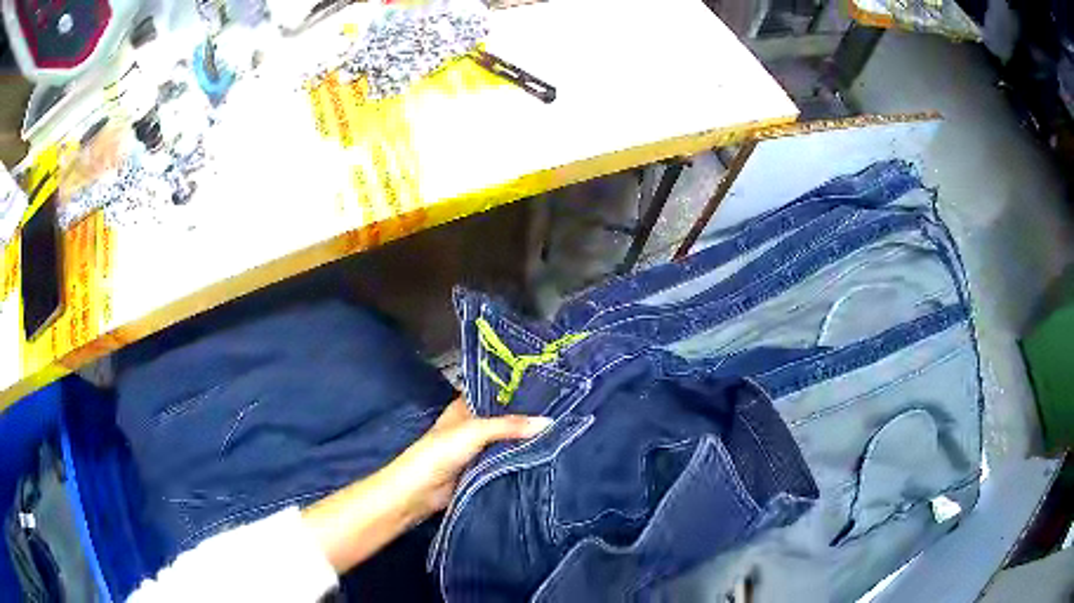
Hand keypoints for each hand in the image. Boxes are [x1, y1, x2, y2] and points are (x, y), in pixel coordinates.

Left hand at [302, 397, 551, 572]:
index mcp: (466, 406)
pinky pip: (507, 461)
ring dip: (527, 439)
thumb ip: (509, 426)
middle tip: (565, 410)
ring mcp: (478, 449)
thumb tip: (549, 422)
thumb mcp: (474, 431)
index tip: (551, 384)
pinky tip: (547, 456)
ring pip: (508, 440)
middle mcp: (473, 425)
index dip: (519, 388)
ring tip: (563, 430)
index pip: (496, 391)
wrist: (419, 492)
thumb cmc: (439, 452)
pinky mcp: (483, 470)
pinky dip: (522, 459)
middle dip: (528, 416)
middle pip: (505, 418)